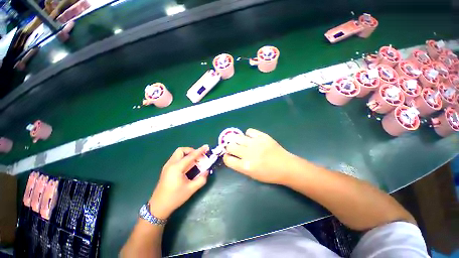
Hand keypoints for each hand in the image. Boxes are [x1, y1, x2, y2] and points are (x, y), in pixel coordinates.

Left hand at [149, 145, 209, 218]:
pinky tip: (188, 166)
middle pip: (181, 150)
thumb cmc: (175, 198)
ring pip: (178, 154)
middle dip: (191, 150)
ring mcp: (167, 166)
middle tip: (198, 156)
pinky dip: (183, 158)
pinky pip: (176, 158)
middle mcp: (171, 164)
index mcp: (177, 168)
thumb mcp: (191, 189)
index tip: (206, 147)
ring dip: (187, 154)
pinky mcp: (166, 169)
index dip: (200, 151)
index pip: (190, 156)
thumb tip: (206, 171)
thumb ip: (201, 179)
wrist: (158, 207)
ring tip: (194, 161)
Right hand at [223, 128, 293, 184]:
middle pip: (230, 146)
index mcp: (246, 166)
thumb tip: (232, 156)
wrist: (286, 166)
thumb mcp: (252, 174)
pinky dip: (248, 134)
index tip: (228, 156)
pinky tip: (251, 138)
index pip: (228, 159)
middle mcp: (248, 154)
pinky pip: (249, 131)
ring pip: (237, 137)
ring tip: (241, 142)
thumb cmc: (269, 174)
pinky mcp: (262, 136)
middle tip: (233, 148)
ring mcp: (255, 143)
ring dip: (237, 140)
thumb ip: (240, 165)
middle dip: (229, 147)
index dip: (226, 157)